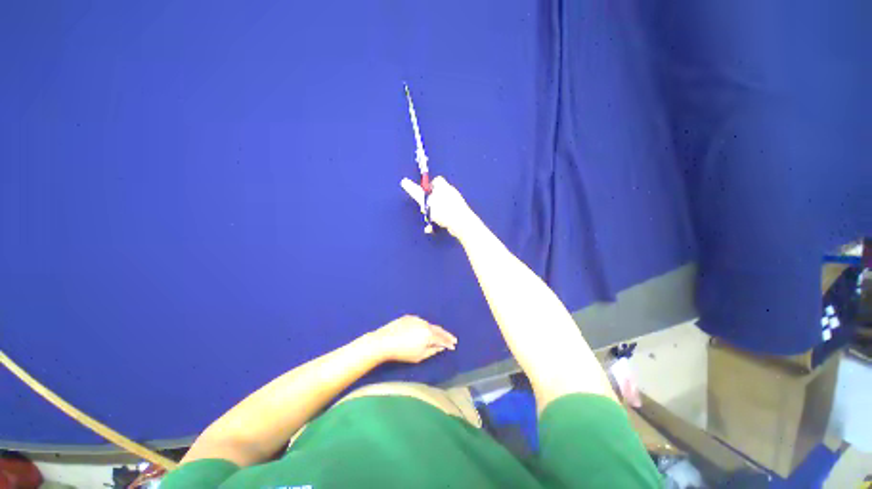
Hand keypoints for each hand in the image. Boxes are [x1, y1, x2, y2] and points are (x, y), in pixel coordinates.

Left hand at [370, 315, 457, 362]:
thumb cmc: (403, 352)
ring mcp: (416, 319)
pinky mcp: (408, 317)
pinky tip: (425, 330)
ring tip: (439, 335)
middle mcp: (425, 323)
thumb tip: (441, 347)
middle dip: (445, 334)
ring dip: (435, 330)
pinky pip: (420, 322)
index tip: (454, 345)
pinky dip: (425, 326)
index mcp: (429, 333)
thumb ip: (432, 351)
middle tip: (452, 339)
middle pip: (437, 329)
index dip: (449, 342)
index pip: (442, 338)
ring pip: (428, 324)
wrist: (384, 341)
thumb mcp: (419, 356)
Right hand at [400, 176, 477, 236]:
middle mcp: (451, 193)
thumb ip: (415, 192)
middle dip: (429, 203)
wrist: (461, 223)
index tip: (423, 195)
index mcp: (444, 186)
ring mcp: (455, 204)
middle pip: (437, 194)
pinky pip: (445, 216)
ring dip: (433, 215)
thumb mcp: (426, 201)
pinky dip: (439, 221)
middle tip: (425, 210)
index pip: (436, 181)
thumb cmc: (443, 210)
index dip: (428, 187)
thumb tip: (404, 181)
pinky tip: (433, 228)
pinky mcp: (457, 214)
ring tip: (430, 221)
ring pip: (440, 207)